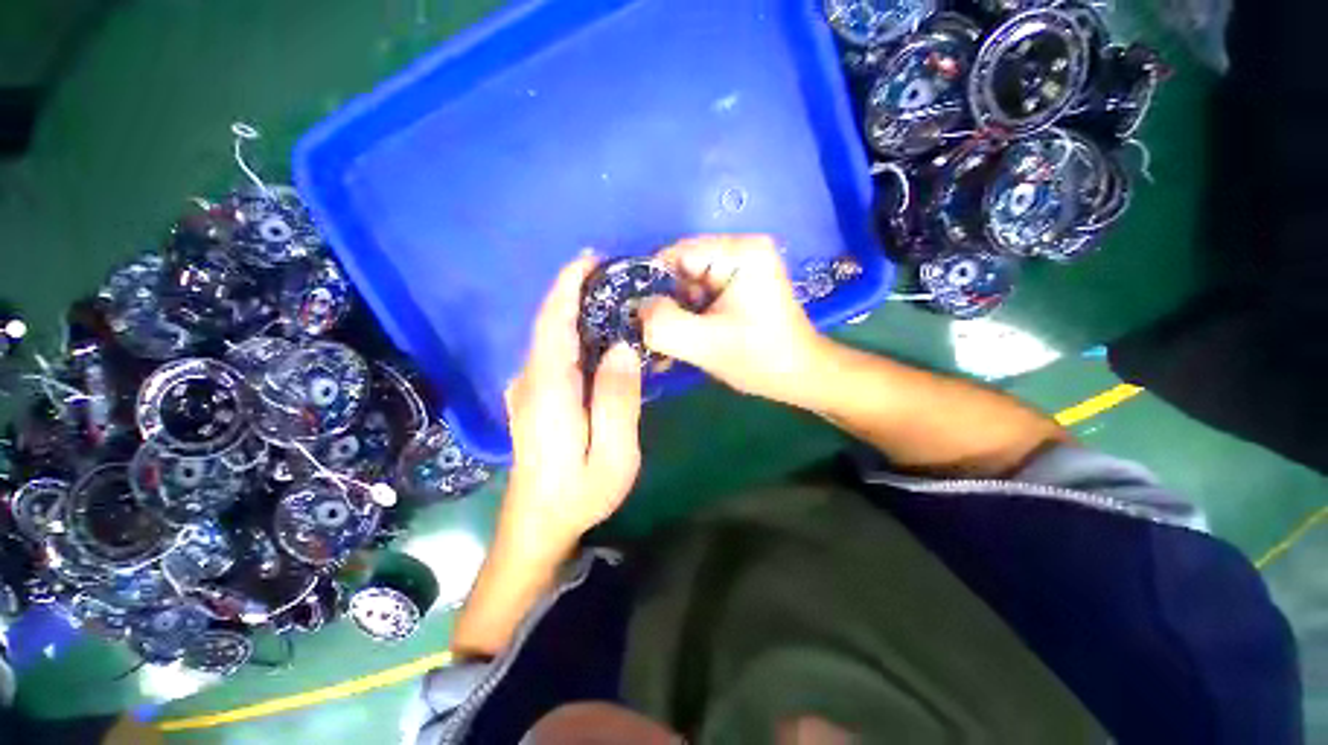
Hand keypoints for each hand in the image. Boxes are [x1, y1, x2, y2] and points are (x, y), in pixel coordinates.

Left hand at [504, 255, 642, 540]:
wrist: (537, 524)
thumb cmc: (579, 493)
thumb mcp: (613, 455)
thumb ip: (617, 400)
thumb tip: (622, 347)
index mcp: (549, 391)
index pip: (553, 324)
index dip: (567, 287)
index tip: (589, 258)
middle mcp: (530, 381)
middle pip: (549, 324)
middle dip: (575, 291)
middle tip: (614, 275)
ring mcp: (527, 389)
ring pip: (550, 336)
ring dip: (575, 310)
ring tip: (612, 297)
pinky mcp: (533, 397)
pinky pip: (553, 353)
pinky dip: (573, 332)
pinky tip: (597, 334)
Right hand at [642, 235, 825, 405]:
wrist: (801, 378)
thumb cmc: (761, 360)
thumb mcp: (705, 344)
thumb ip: (662, 324)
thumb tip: (637, 308)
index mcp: (740, 252)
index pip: (676, 254)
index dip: (651, 285)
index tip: (638, 318)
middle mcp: (741, 249)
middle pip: (681, 270)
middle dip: (665, 305)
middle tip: (654, 338)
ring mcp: (741, 268)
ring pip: (687, 286)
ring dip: (675, 316)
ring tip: (669, 346)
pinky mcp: (739, 286)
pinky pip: (701, 296)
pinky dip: (689, 318)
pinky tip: (684, 342)